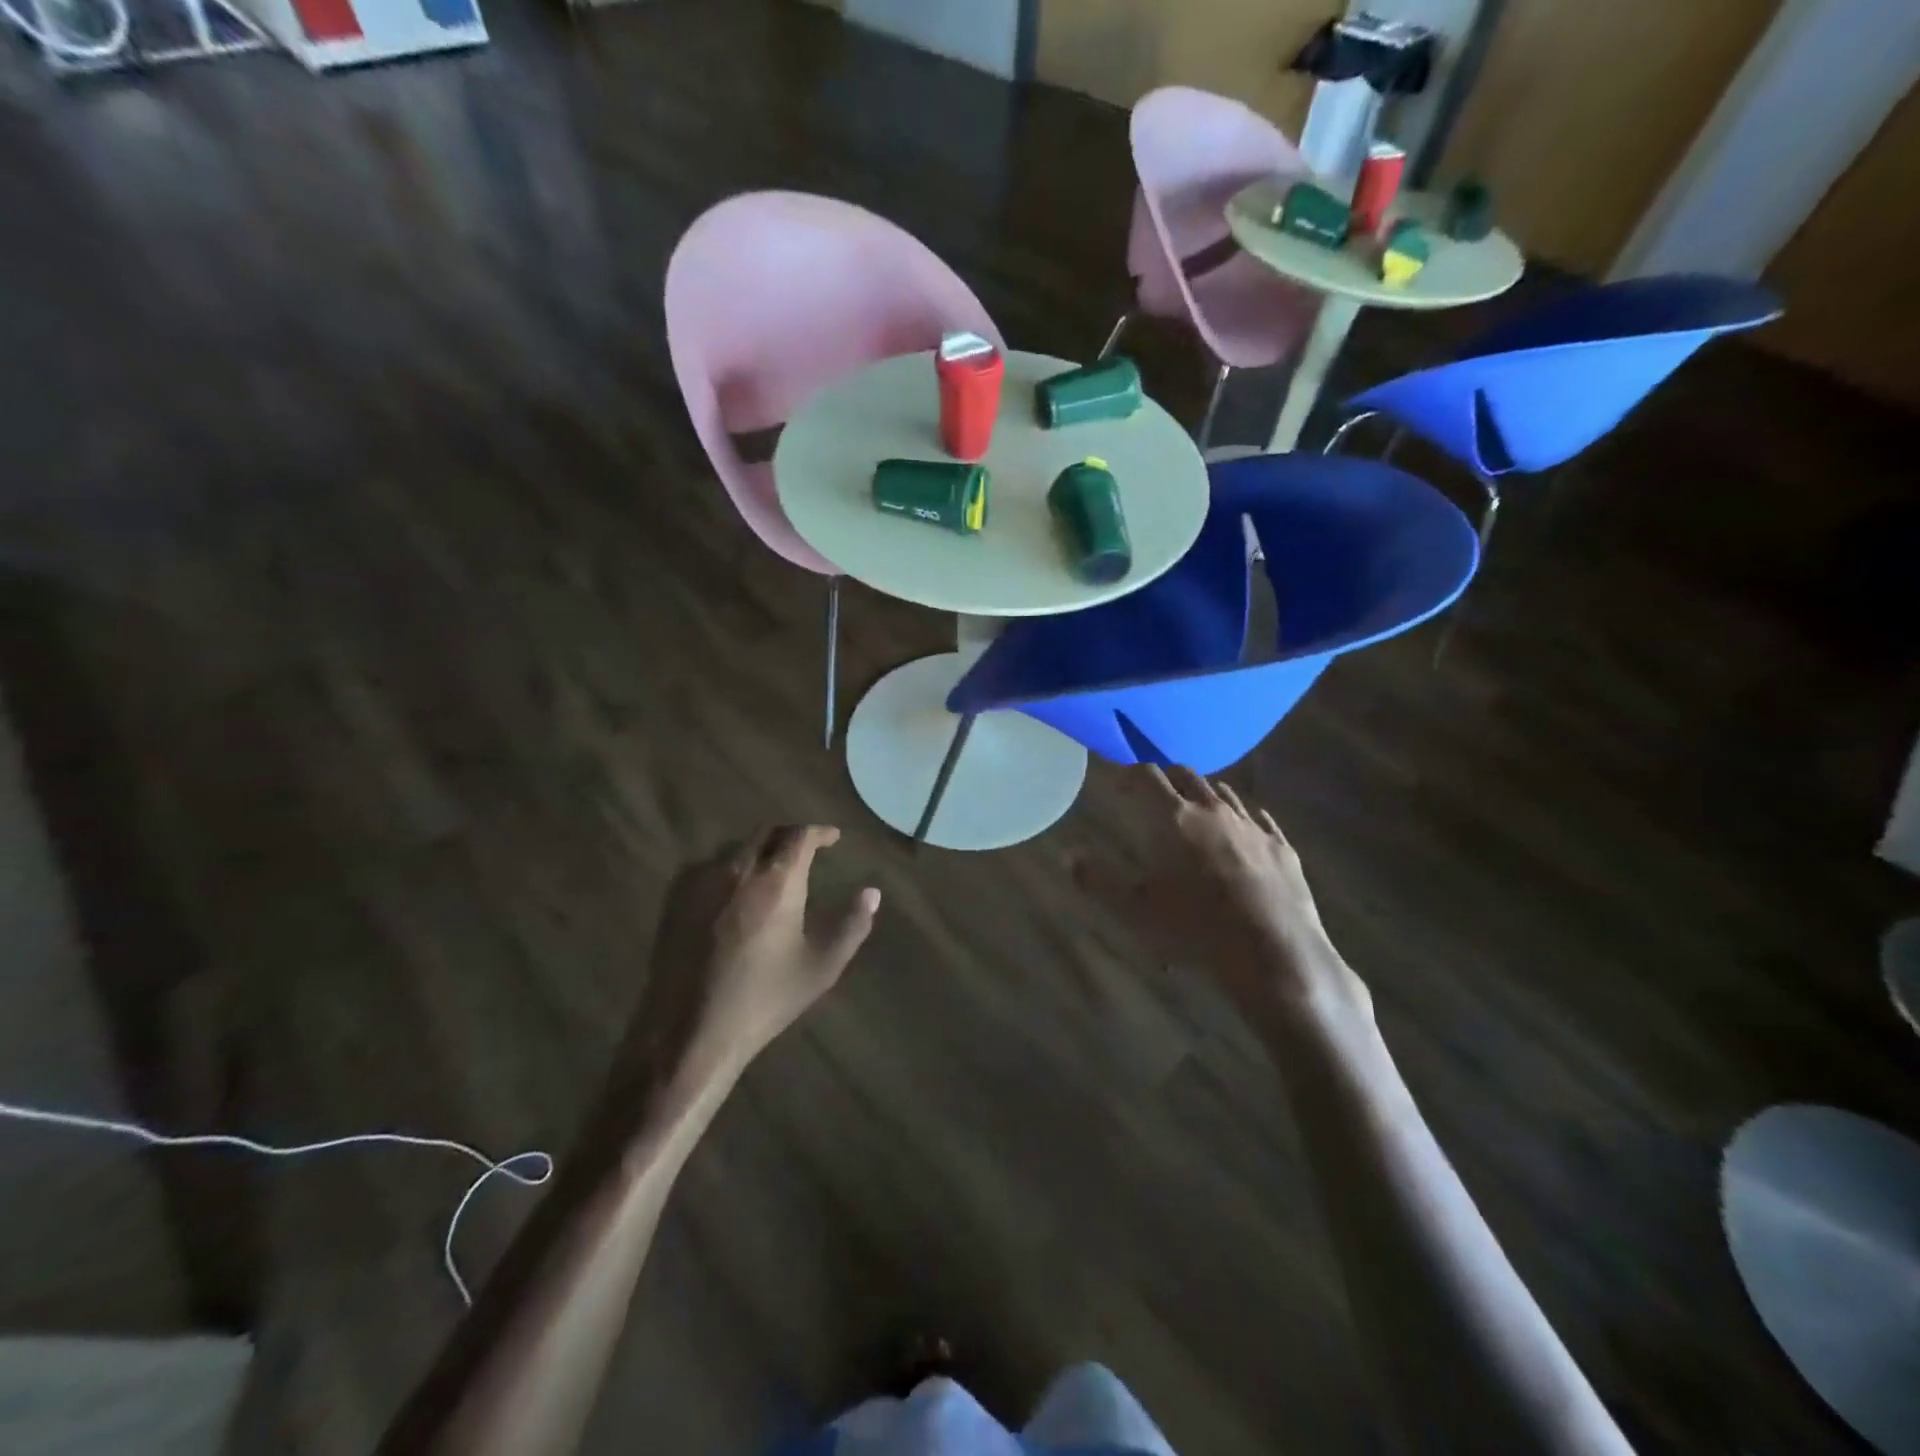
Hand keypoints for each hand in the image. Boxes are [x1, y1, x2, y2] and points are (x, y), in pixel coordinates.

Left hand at [625, 826, 880, 1081]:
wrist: (691, 1031)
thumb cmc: (765, 999)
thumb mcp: (821, 967)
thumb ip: (852, 925)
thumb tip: (872, 893)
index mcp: (777, 882)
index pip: (800, 835)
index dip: (819, 832)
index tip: (833, 838)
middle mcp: (738, 869)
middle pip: (766, 833)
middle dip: (789, 836)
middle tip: (805, 851)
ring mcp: (702, 881)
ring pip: (736, 848)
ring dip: (759, 850)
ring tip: (772, 870)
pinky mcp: (676, 899)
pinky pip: (708, 866)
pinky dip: (730, 867)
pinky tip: (735, 891)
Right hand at [1076, 766, 1366, 1018]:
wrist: (1273, 953)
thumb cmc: (1196, 929)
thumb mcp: (1136, 910)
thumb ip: (1099, 880)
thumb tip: (1069, 856)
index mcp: (1175, 818)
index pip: (1147, 776)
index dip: (1129, 771)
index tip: (1118, 774)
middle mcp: (1214, 811)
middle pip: (1187, 775)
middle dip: (1166, 777)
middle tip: (1154, 790)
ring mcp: (1253, 827)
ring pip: (1225, 793)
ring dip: (1204, 793)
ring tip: (1195, 806)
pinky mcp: (1282, 848)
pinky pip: (1261, 819)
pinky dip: (1244, 817)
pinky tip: (1244, 829)